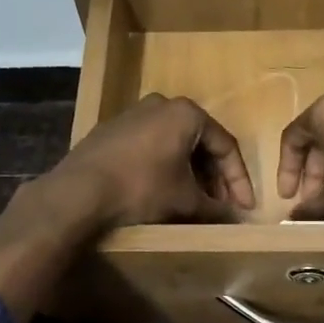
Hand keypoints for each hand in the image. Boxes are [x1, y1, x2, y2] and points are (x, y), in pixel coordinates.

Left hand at [48, 93, 254, 230]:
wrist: (79, 191)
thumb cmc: (141, 188)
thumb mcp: (184, 200)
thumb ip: (214, 207)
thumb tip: (234, 218)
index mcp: (186, 113)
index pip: (226, 146)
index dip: (238, 181)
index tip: (244, 208)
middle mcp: (162, 104)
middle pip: (200, 142)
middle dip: (214, 177)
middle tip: (222, 205)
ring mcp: (133, 114)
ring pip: (174, 144)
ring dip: (190, 172)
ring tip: (196, 201)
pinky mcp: (112, 130)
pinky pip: (150, 146)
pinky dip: (165, 167)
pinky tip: (165, 190)